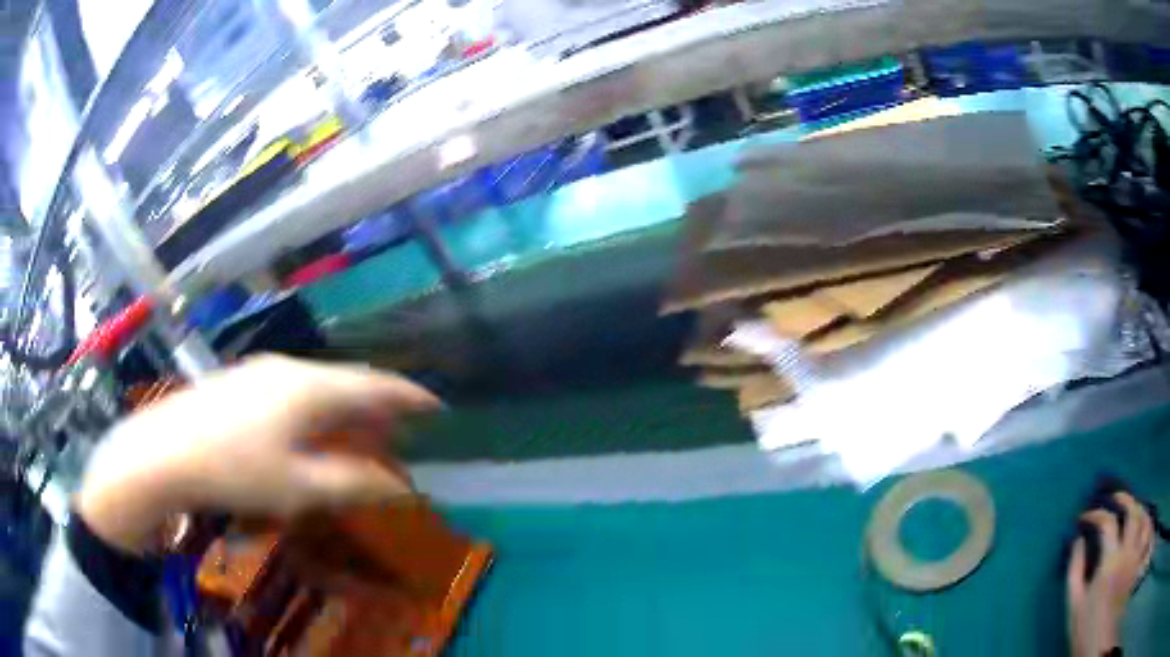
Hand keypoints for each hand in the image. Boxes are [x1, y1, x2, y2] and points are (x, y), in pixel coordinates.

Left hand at [76, 355, 439, 553]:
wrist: (163, 451)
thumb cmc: (235, 471)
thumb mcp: (298, 487)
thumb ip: (353, 484)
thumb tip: (401, 487)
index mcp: (309, 388)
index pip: (374, 384)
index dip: (409, 395)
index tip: (437, 405)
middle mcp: (289, 369)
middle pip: (346, 380)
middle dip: (378, 403)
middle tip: (401, 426)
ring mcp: (260, 372)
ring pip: (318, 383)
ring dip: (345, 405)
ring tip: (359, 429)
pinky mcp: (240, 381)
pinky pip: (293, 388)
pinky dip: (316, 406)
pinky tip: (309, 428)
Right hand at [1066, 492, 1152, 656]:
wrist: (1094, 644)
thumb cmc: (1085, 632)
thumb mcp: (1075, 610)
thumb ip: (1075, 574)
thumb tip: (1078, 541)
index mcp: (1110, 563)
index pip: (1107, 523)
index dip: (1096, 514)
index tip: (1085, 517)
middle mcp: (1128, 550)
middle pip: (1131, 510)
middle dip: (1122, 499)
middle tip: (1113, 499)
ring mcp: (1136, 552)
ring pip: (1143, 515)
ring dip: (1135, 507)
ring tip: (1129, 508)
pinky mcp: (1139, 556)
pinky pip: (1147, 528)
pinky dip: (1145, 519)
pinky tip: (1140, 521)